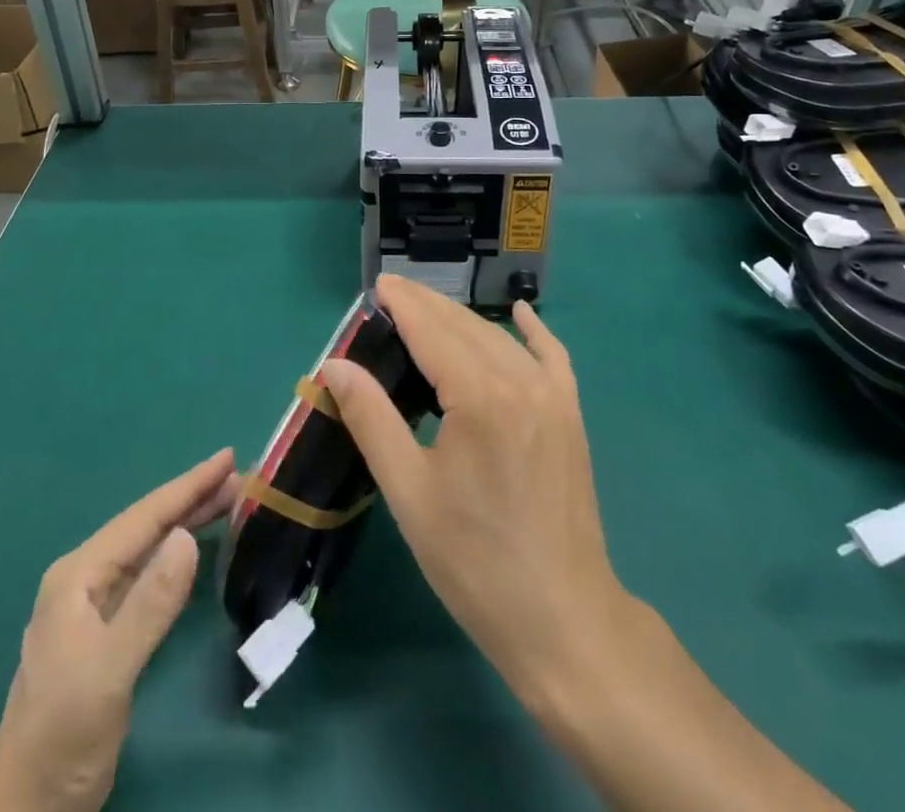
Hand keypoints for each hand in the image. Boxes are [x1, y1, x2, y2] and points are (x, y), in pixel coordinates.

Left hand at [0, 450, 240, 811]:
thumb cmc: (63, 736)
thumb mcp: (110, 671)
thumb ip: (150, 603)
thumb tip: (187, 536)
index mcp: (79, 575)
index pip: (144, 517)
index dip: (188, 485)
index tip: (228, 457)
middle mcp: (84, 579)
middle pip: (147, 525)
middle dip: (192, 497)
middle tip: (241, 477)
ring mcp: (92, 606)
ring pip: (148, 547)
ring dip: (187, 521)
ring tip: (229, 500)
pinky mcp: (104, 632)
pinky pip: (147, 574)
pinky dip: (176, 554)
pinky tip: (194, 548)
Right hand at [324, 280, 850, 811]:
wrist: (563, 620)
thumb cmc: (475, 562)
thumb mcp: (409, 493)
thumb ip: (371, 419)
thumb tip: (334, 365)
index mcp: (479, 397)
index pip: (432, 330)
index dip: (404, 304)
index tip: (378, 285)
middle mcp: (520, 381)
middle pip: (465, 326)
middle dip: (427, 305)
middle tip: (393, 295)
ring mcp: (553, 396)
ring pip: (501, 339)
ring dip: (463, 319)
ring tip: (428, 311)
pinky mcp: (571, 416)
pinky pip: (553, 357)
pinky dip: (534, 332)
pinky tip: (521, 314)